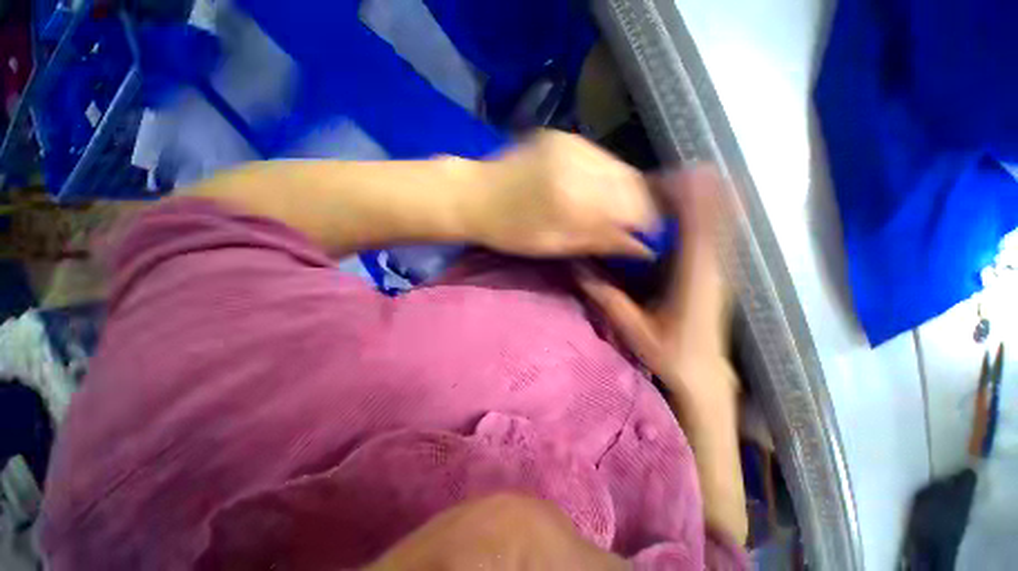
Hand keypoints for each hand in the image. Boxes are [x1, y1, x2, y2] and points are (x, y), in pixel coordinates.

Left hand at [474, 130, 656, 257]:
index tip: (648, 236)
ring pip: (620, 166)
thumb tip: (641, 248)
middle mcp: (579, 161)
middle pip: (633, 181)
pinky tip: (597, 190)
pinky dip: (606, 176)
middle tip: (634, 224)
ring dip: (624, 189)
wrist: (474, 194)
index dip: (648, 222)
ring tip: (615, 209)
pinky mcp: (563, 136)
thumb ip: (598, 241)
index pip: (634, 206)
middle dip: (640, 204)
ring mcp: (572, 142)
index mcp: (574, 197)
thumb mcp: (553, 245)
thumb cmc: (509, 231)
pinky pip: (601, 157)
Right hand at [574, 166, 735, 398]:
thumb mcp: (633, 329)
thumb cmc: (670, 356)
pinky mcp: (718, 274)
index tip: (670, 175)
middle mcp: (714, 267)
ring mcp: (720, 269)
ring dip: (701, 200)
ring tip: (673, 186)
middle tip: (664, 177)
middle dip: (695, 190)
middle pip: (714, 215)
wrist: (704, 376)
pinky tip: (687, 211)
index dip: (689, 195)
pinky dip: (705, 217)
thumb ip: (607, 297)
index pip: (698, 225)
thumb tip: (580, 267)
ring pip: (719, 222)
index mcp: (695, 278)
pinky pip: (716, 236)